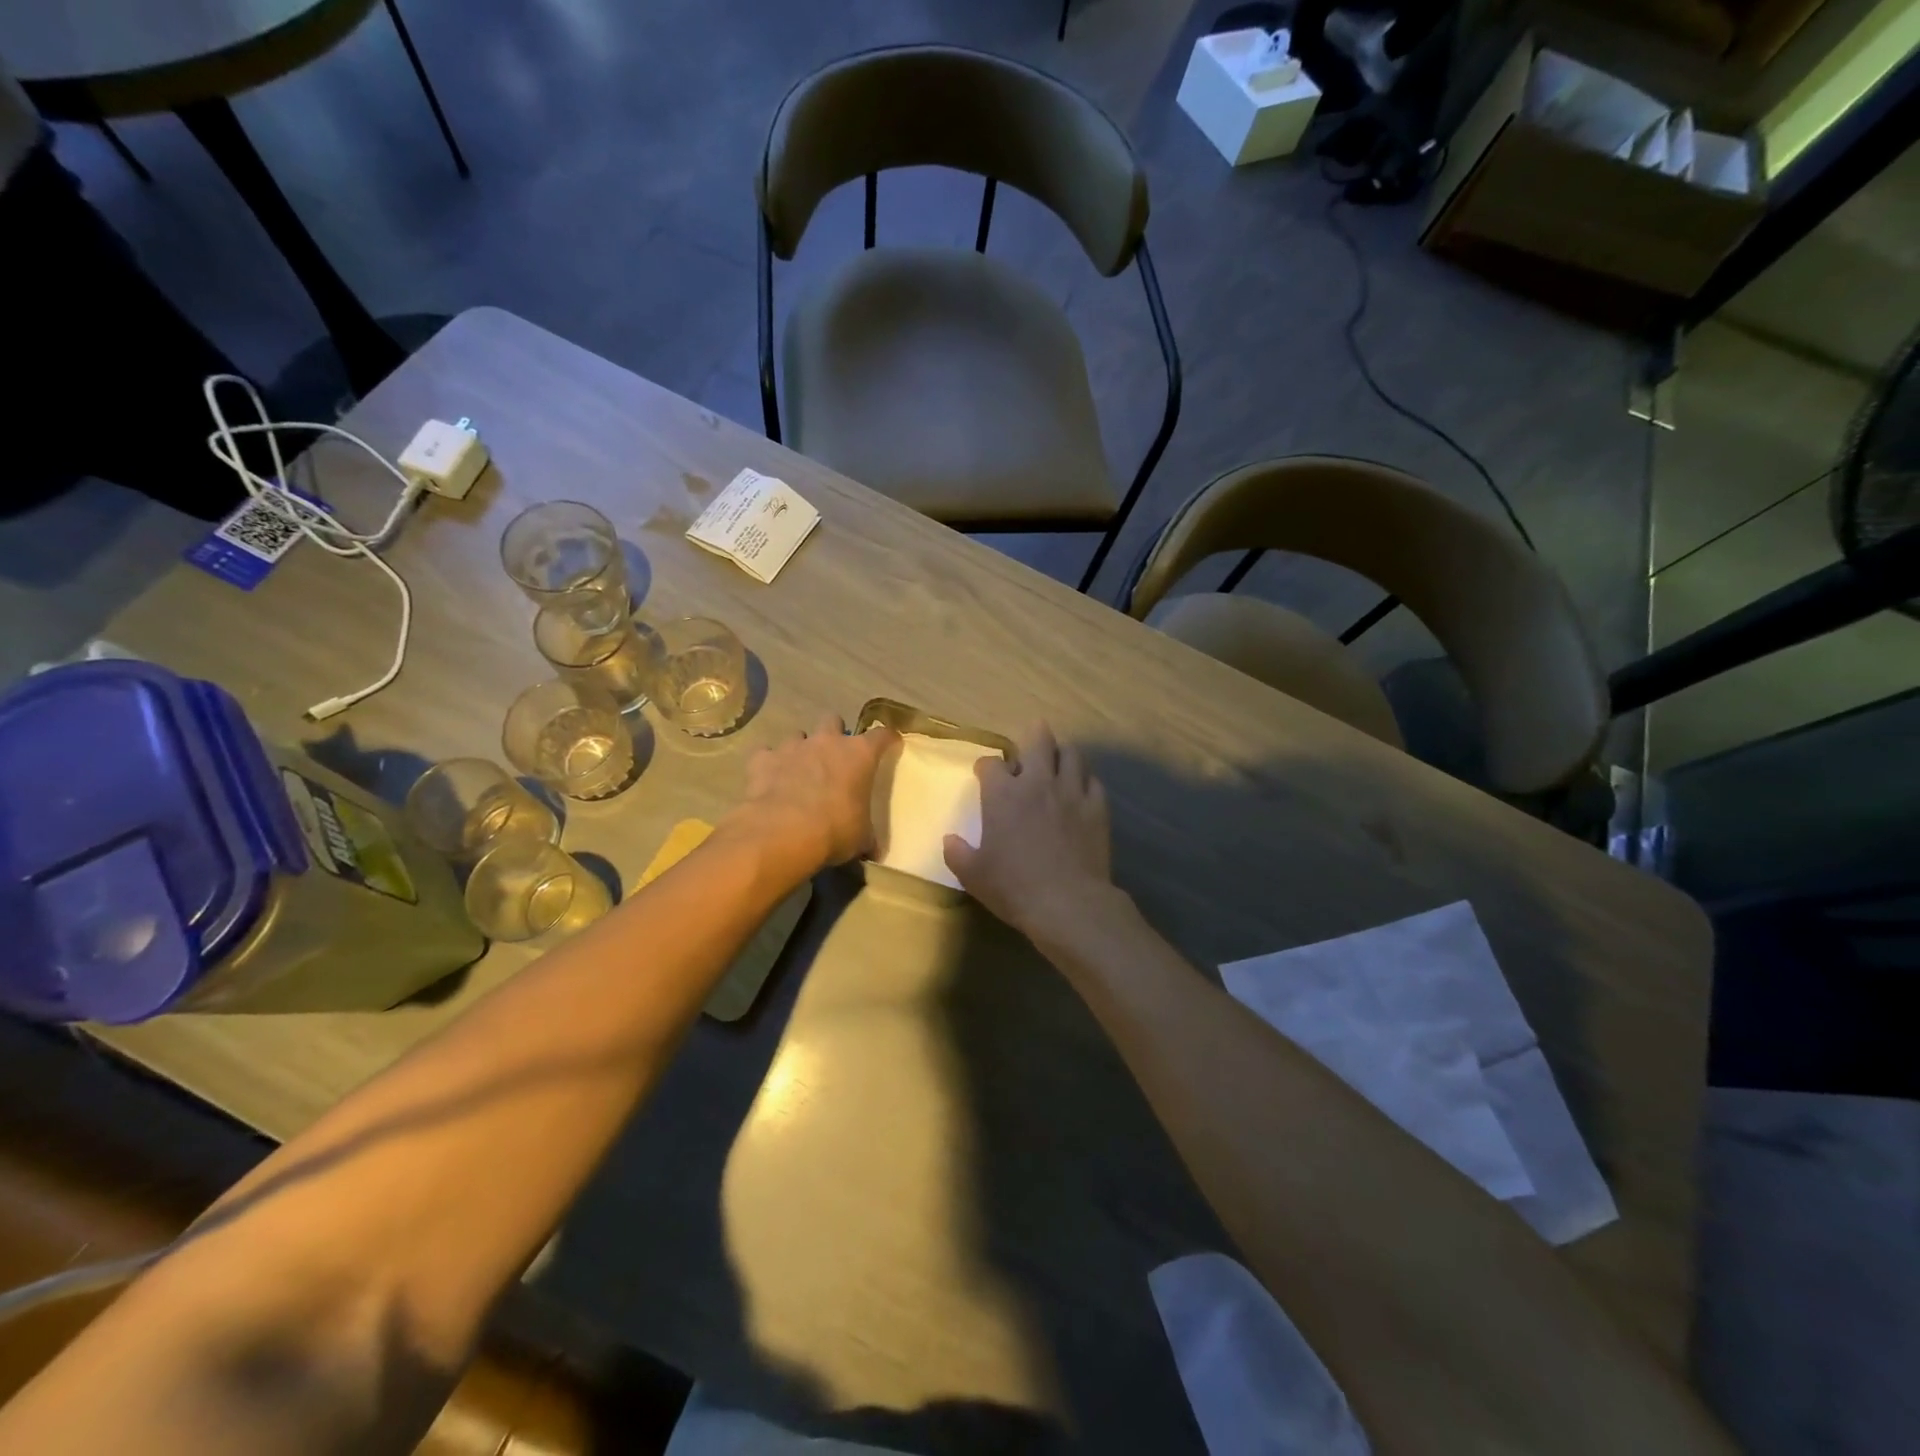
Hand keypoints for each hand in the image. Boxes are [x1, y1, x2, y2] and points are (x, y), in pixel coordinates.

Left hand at [729, 715, 896, 878]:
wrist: (783, 832)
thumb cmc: (834, 830)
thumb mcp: (860, 837)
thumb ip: (867, 837)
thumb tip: (874, 851)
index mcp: (859, 755)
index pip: (881, 735)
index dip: (887, 738)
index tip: (890, 743)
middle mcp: (827, 742)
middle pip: (833, 720)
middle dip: (834, 733)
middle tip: (835, 756)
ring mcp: (792, 747)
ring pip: (798, 736)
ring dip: (801, 749)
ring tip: (800, 770)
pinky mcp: (763, 759)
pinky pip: (765, 754)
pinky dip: (768, 764)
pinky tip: (769, 779)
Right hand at [944, 722, 1115, 941]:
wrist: (1068, 903)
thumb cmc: (1013, 887)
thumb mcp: (973, 875)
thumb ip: (958, 853)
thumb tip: (949, 840)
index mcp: (1003, 795)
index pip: (991, 764)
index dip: (986, 766)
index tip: (984, 774)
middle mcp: (1038, 783)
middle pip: (1038, 740)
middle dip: (1033, 734)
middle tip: (1031, 738)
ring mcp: (1071, 792)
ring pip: (1072, 753)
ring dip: (1062, 753)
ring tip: (1058, 761)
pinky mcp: (1097, 807)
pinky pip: (1093, 781)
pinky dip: (1085, 780)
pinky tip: (1081, 790)